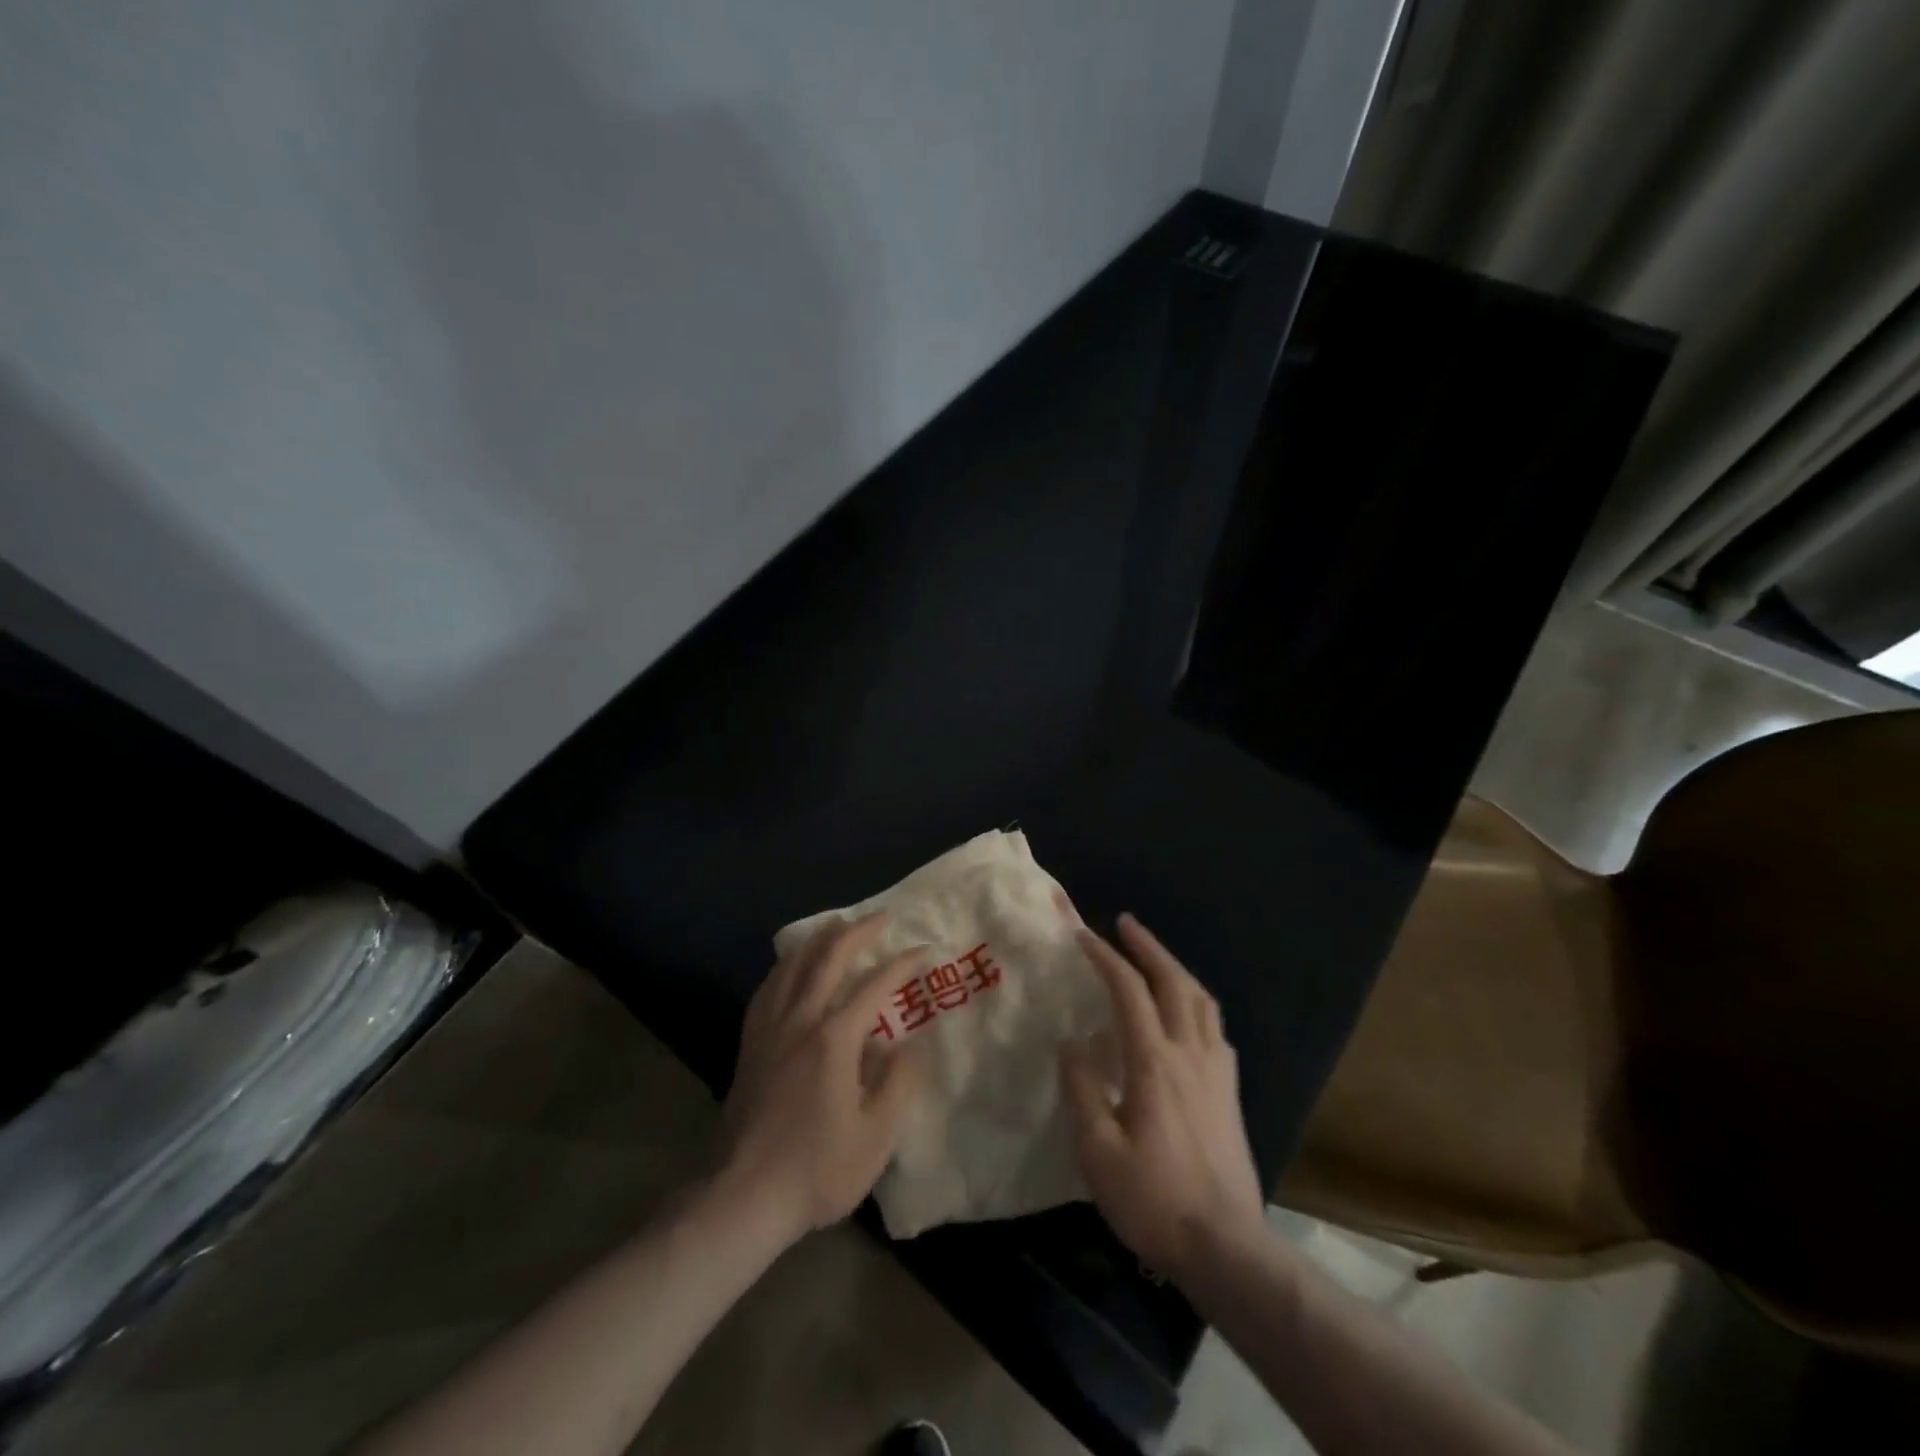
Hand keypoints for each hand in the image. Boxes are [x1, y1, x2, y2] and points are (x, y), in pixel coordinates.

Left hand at [717, 914, 922, 1245]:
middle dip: (857, 932)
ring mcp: (769, 1030)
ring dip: (818, 940)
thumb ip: (896, 1082)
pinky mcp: (750, 1045)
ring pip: (792, 966)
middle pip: (827, 958)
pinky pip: (768, 988)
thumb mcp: (876, 1135)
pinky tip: (791, 968)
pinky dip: (785, 967)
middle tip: (880, 918)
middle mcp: (800, 1020)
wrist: (743, 1197)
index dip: (901, 964)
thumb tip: (902, 1045)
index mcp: (834, 1037)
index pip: (874, 985)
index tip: (922, 951)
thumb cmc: (817, 1169)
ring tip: (836, 927)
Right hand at [1061, 914, 1265, 1282]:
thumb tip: (1072, 1044)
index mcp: (1154, 1062)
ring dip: (1175, 968)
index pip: (1128, 991)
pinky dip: (1196, 1003)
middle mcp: (1190, 1053)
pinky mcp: (1230, 1091)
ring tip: (1154, 958)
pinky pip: (1215, 1028)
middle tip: (1125, 923)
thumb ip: (1082, 1090)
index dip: (1105, 957)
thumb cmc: (1154, 1200)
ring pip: (1200, 1000)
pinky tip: (1186, 1014)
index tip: (1082, 935)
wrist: (1226, 1247)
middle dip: (1147, 946)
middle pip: (1173, 981)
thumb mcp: (1099, 1153)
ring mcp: (1217, 1071)